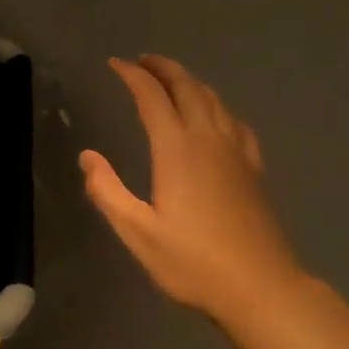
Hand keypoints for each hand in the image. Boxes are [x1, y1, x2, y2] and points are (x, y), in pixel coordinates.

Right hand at [80, 55, 304, 326]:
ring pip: (214, 100)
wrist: (261, 287)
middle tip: (142, 60)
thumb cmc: (193, 263)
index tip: (115, 64)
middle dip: (163, 68)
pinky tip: (216, 117)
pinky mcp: (253, 169)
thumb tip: (88, 156)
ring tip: (172, 79)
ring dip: (190, 82)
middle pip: (187, 88)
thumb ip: (108, 191)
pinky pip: (235, 122)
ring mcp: (237, 152)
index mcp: (177, 150)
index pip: (152, 97)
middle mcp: (209, 140)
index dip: (133, 75)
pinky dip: (218, 107)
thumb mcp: (138, 233)